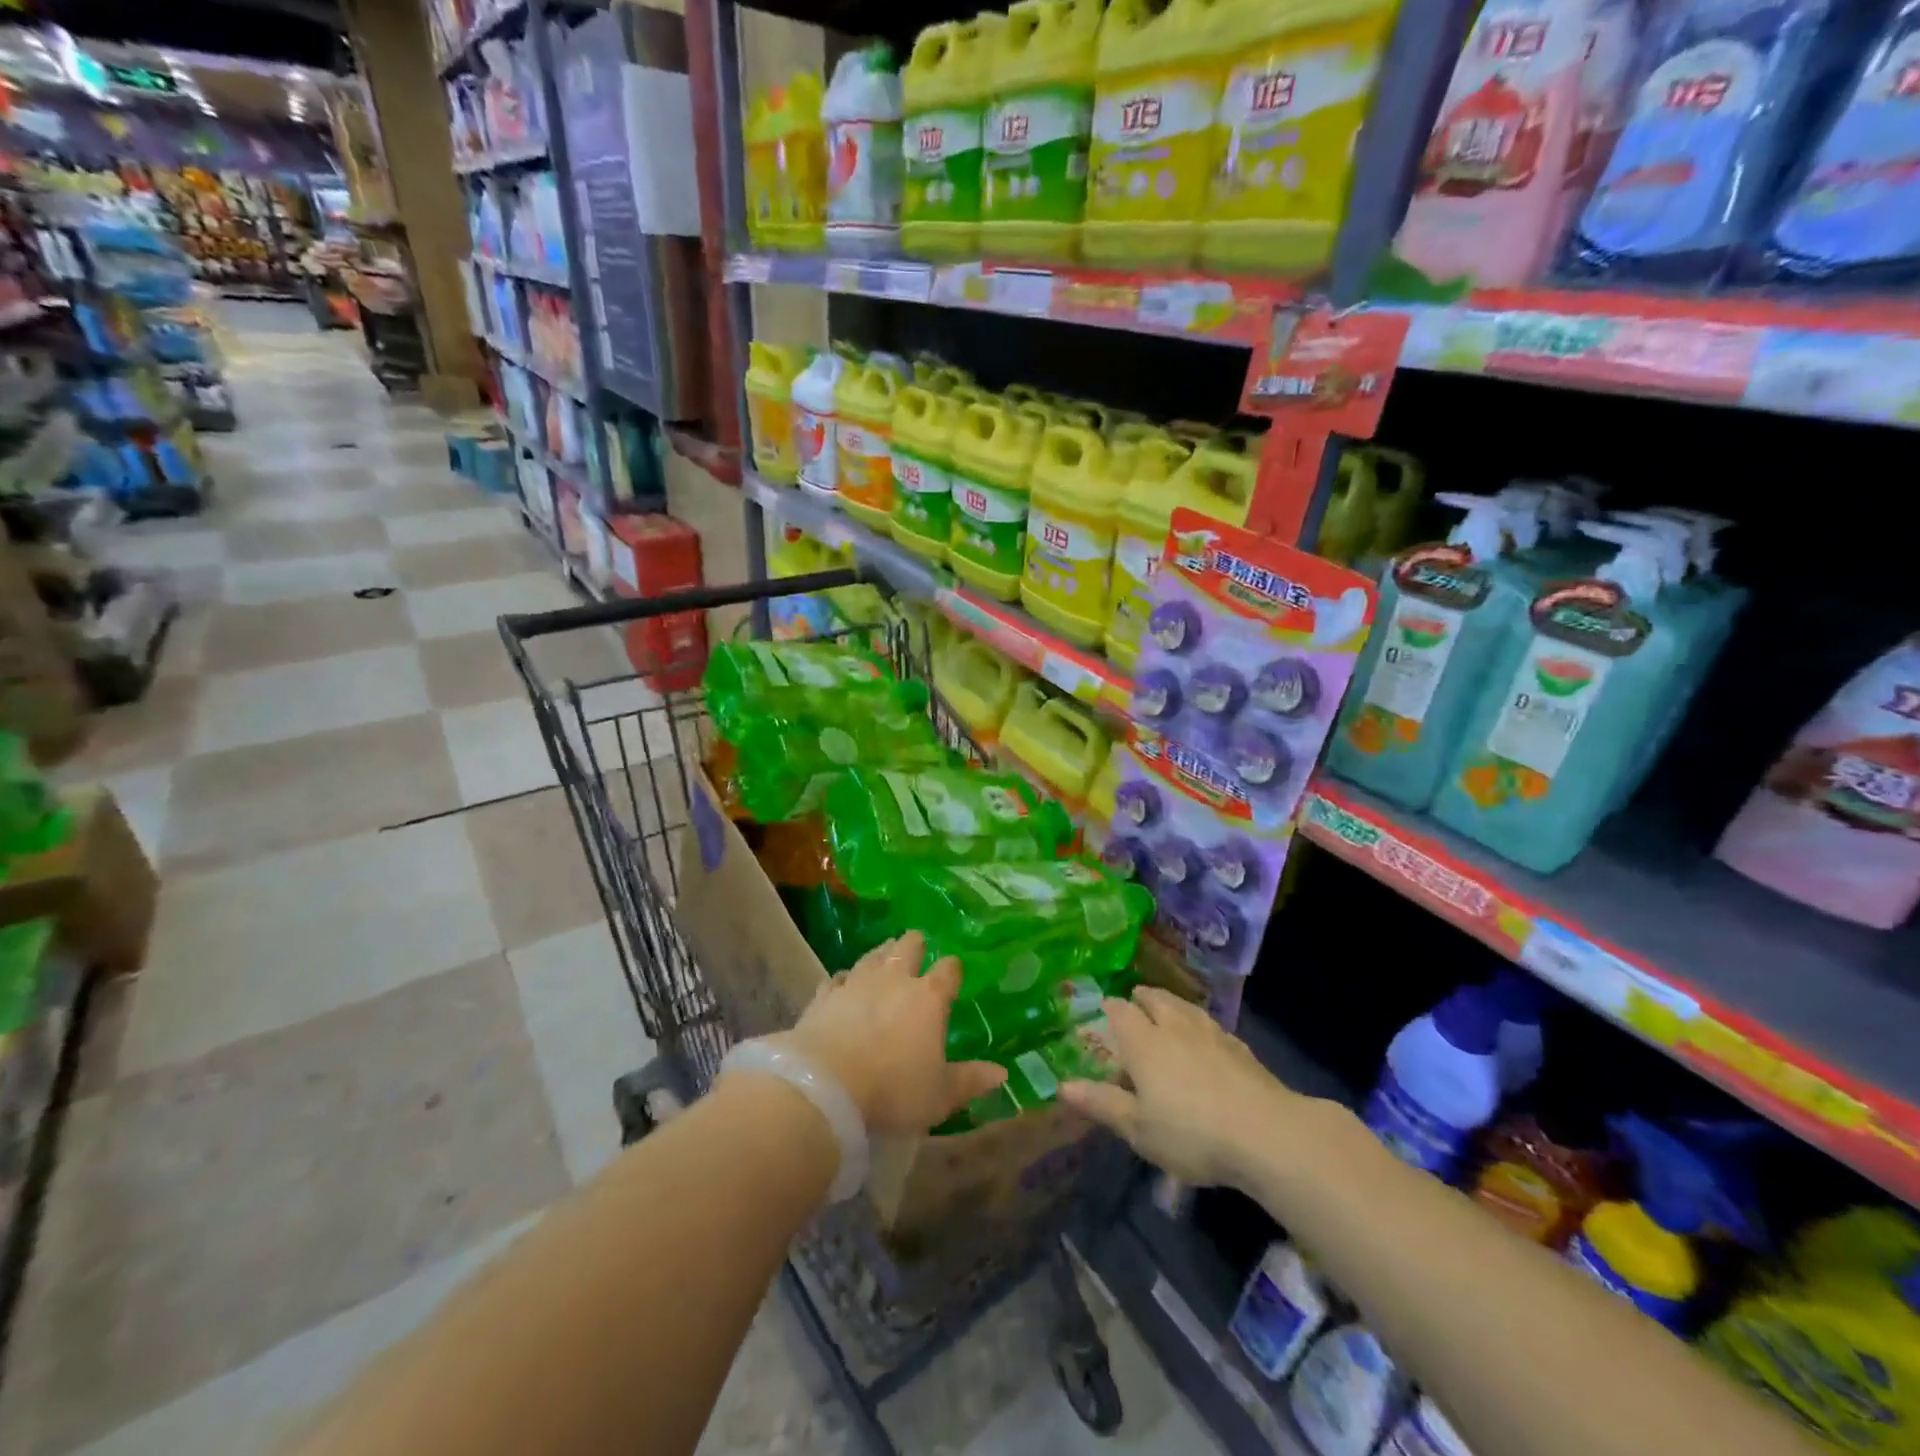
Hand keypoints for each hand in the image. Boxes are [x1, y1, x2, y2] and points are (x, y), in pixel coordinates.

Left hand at [772, 932, 1005, 1135]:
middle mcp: (895, 979)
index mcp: (929, 998)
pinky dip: (845, 978)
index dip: (953, 969)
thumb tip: (1002, 1073)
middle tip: (917, 945)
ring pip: (873, 955)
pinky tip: (844, 981)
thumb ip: (970, 1080)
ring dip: (882, 953)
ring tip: (886, 951)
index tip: (954, 970)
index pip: (948, 970)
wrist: (826, 1085)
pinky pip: (838, 978)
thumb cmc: (893, 1089)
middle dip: (915, 944)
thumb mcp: (939, 1094)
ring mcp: (857, 983)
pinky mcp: (825, 995)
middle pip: (908, 947)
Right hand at [1059, 986, 1307, 1187]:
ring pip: (1184, 1007)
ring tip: (1167, 1010)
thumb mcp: (1138, 1128)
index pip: (1120, 1011)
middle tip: (1135, 1001)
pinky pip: (1210, 1025)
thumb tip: (1063, 1086)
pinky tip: (1205, 1039)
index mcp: (1144, 1042)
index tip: (1104, 1010)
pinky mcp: (1239, 1047)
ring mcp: (1210, 1033)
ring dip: (1171, 1004)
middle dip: (1142, 998)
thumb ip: (1102, 1103)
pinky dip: (1199, 1024)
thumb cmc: (1191, 1132)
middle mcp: (1174, 1026)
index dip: (1110, 1009)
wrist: (1266, 1133)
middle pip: (1155, 999)